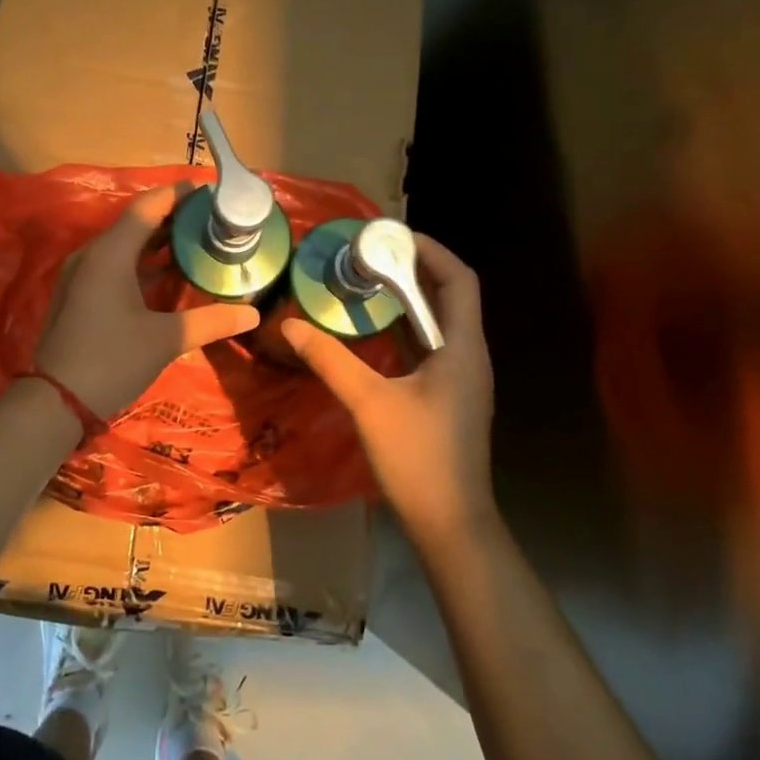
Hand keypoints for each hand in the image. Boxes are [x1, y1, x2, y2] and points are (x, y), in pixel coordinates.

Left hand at [35, 181, 260, 416]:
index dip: (178, 194)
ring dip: (157, 241)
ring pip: (124, 245)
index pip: (148, 207)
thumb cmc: (111, 360)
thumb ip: (211, 321)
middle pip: (135, 223)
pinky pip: (115, 264)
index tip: (209, 189)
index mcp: (110, 254)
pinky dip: (142, 262)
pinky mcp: (79, 294)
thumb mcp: (166, 340)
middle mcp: (92, 255)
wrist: (56, 401)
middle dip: (173, 217)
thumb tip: (253, 314)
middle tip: (211, 218)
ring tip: (197, 240)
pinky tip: (167, 274)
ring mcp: (81, 275)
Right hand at [281, 234, 495, 537]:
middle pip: (449, 297)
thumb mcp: (369, 402)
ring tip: (365, 284)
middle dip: (413, 271)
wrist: (450, 523)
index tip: (391, 237)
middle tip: (368, 257)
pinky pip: (429, 348)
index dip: (431, 251)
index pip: (459, 280)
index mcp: (462, 348)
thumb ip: (330, 359)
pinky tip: (371, 333)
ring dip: (407, 301)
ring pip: (439, 324)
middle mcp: (469, 356)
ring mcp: (461, 380)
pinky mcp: (449, 398)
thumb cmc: (418, 458)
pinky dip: (404, 331)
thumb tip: (291, 324)